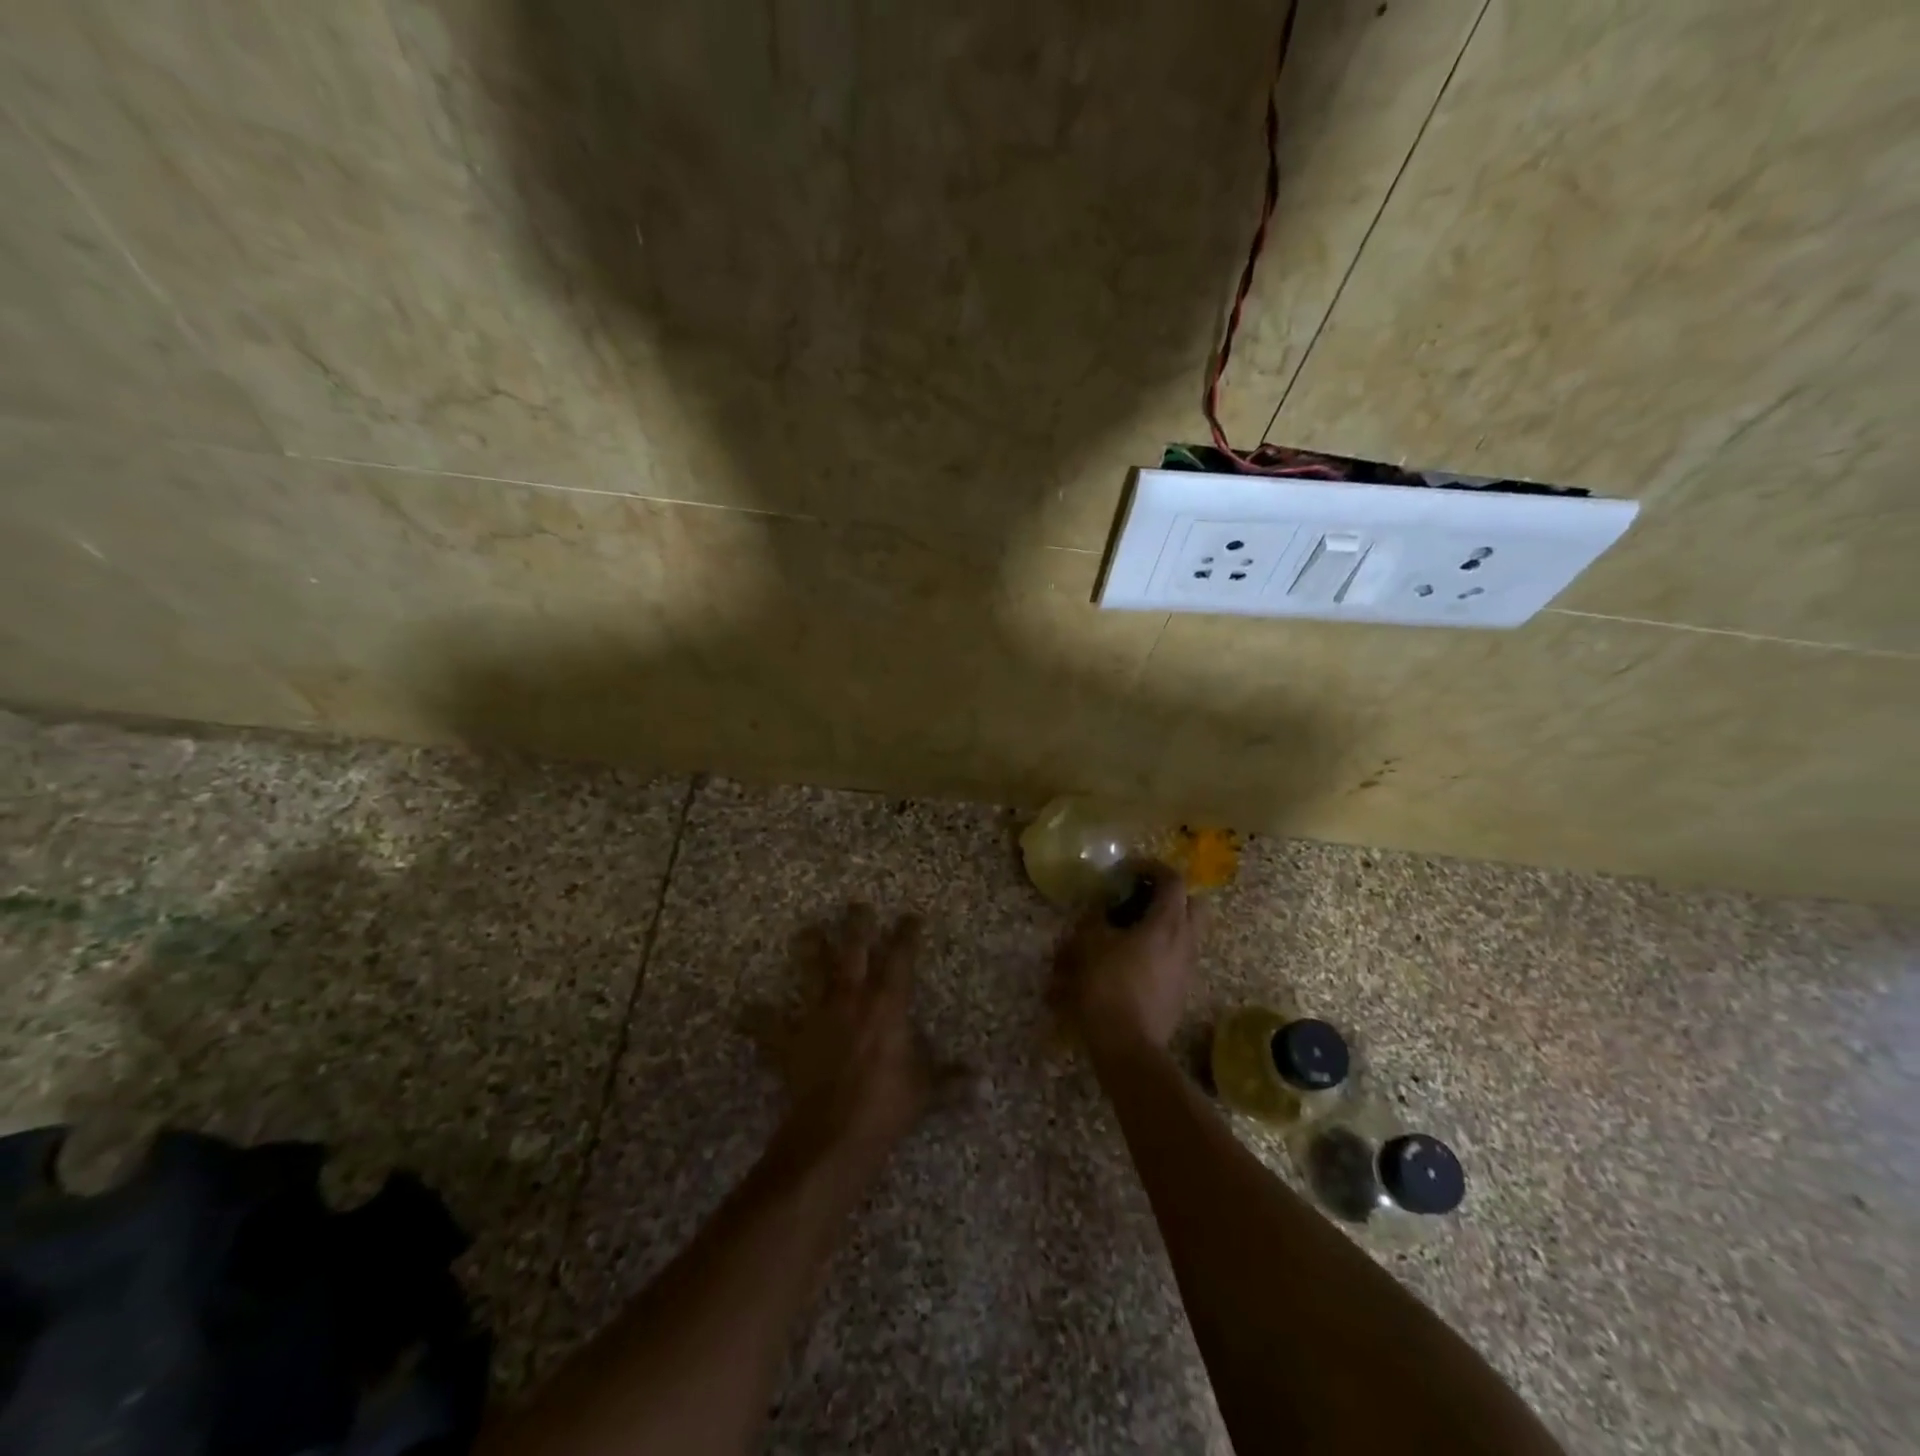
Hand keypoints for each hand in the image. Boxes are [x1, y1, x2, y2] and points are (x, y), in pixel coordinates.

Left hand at [743, 905, 969, 1166]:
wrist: (833, 1135)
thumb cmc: (886, 1106)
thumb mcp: (924, 1090)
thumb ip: (951, 1080)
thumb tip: (984, 1084)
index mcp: (887, 1005)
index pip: (901, 959)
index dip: (907, 934)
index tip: (911, 917)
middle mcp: (852, 1000)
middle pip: (854, 951)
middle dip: (857, 926)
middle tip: (857, 905)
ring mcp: (818, 1018)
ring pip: (813, 973)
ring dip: (810, 951)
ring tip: (807, 930)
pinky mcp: (790, 1042)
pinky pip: (769, 1027)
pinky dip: (758, 1019)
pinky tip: (745, 1010)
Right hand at [1051, 863, 1203, 1057]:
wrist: (1128, 1046)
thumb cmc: (1107, 988)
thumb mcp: (1089, 945)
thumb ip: (1095, 919)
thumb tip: (1100, 908)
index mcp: (1166, 924)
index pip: (1173, 880)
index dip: (1152, 867)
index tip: (1130, 869)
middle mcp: (1185, 942)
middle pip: (1194, 905)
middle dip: (1170, 896)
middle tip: (1142, 897)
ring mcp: (1187, 968)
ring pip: (1186, 933)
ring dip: (1164, 925)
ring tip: (1131, 931)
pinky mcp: (1182, 991)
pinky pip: (1177, 958)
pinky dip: (1160, 950)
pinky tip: (1132, 961)